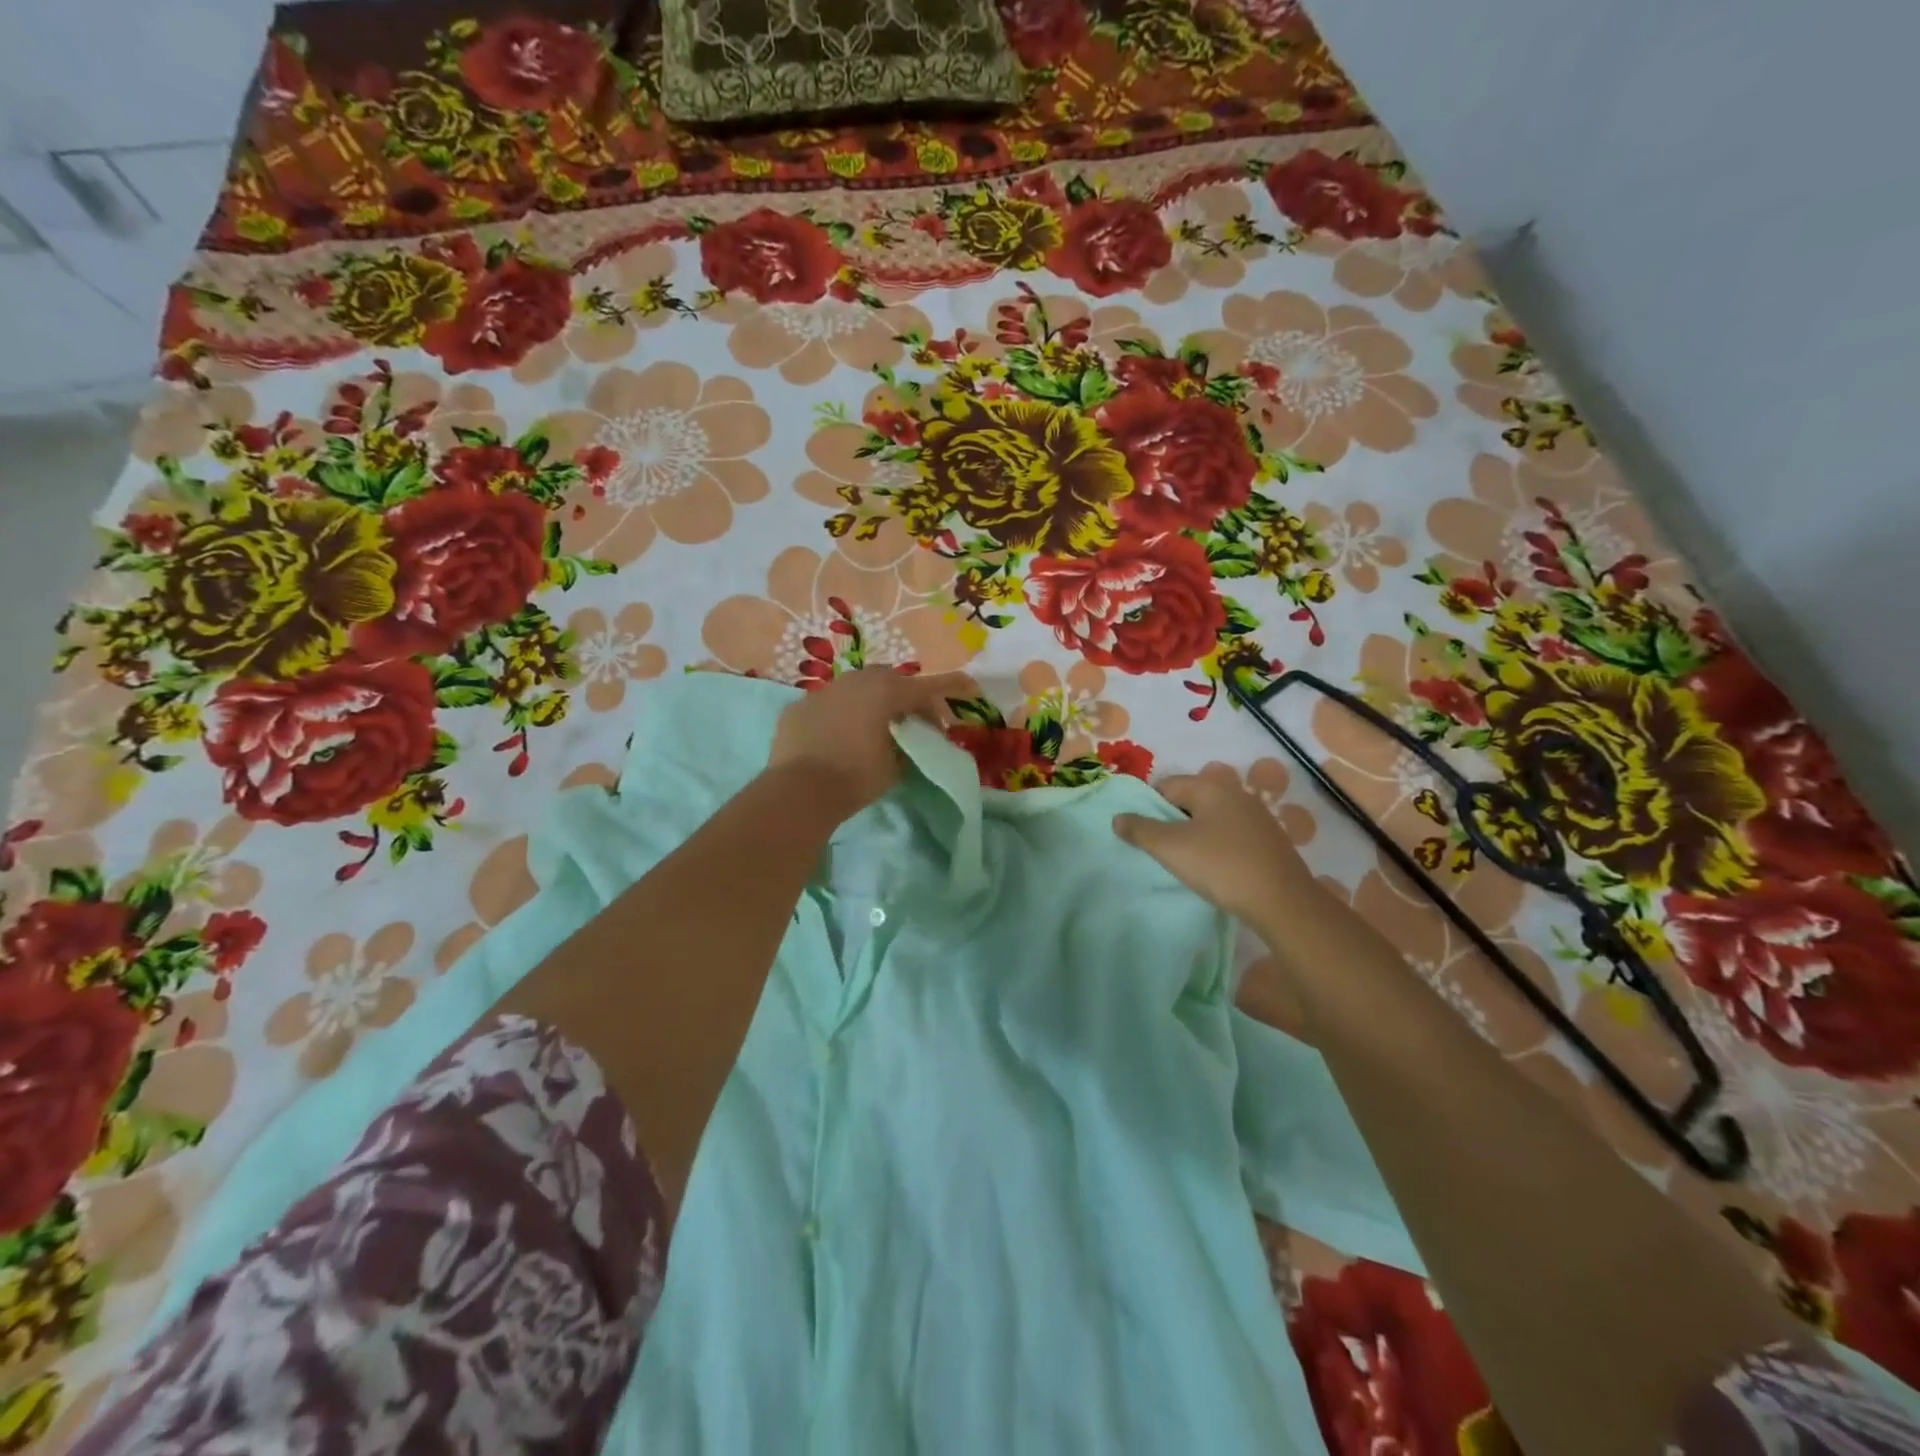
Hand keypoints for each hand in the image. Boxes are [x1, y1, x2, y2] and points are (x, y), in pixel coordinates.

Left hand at [769, 669, 969, 817]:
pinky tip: (838, 737)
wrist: (798, 791)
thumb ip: (905, 746)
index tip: (971, 688)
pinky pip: (827, 705)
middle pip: (890, 678)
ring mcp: (822, 692)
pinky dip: (840, 715)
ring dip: (870, 701)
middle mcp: (854, 682)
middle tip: (914, 721)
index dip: (952, 687)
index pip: (928, 687)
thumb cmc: (855, 777)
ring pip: (855, 687)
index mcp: (884, 692)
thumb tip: (904, 742)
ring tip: (874, 727)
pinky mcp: (798, 708)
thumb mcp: (895, 766)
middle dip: (906, 695)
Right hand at [1112, 767, 1317, 928]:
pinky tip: (1217, 869)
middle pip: (1189, 800)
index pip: (1166, 786)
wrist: (1282, 901)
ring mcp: (1256, 815)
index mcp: (1211, 786)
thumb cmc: (1220, 866)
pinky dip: (1218, 846)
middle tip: (1165, 852)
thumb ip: (1140, 830)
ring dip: (1195, 835)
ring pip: (1211, 818)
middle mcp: (1235, 792)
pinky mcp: (1269, 838)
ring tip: (1189, 863)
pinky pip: (1231, 834)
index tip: (1148, 838)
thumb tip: (1118, 818)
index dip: (1150, 809)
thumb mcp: (1171, 848)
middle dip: (1173, 822)